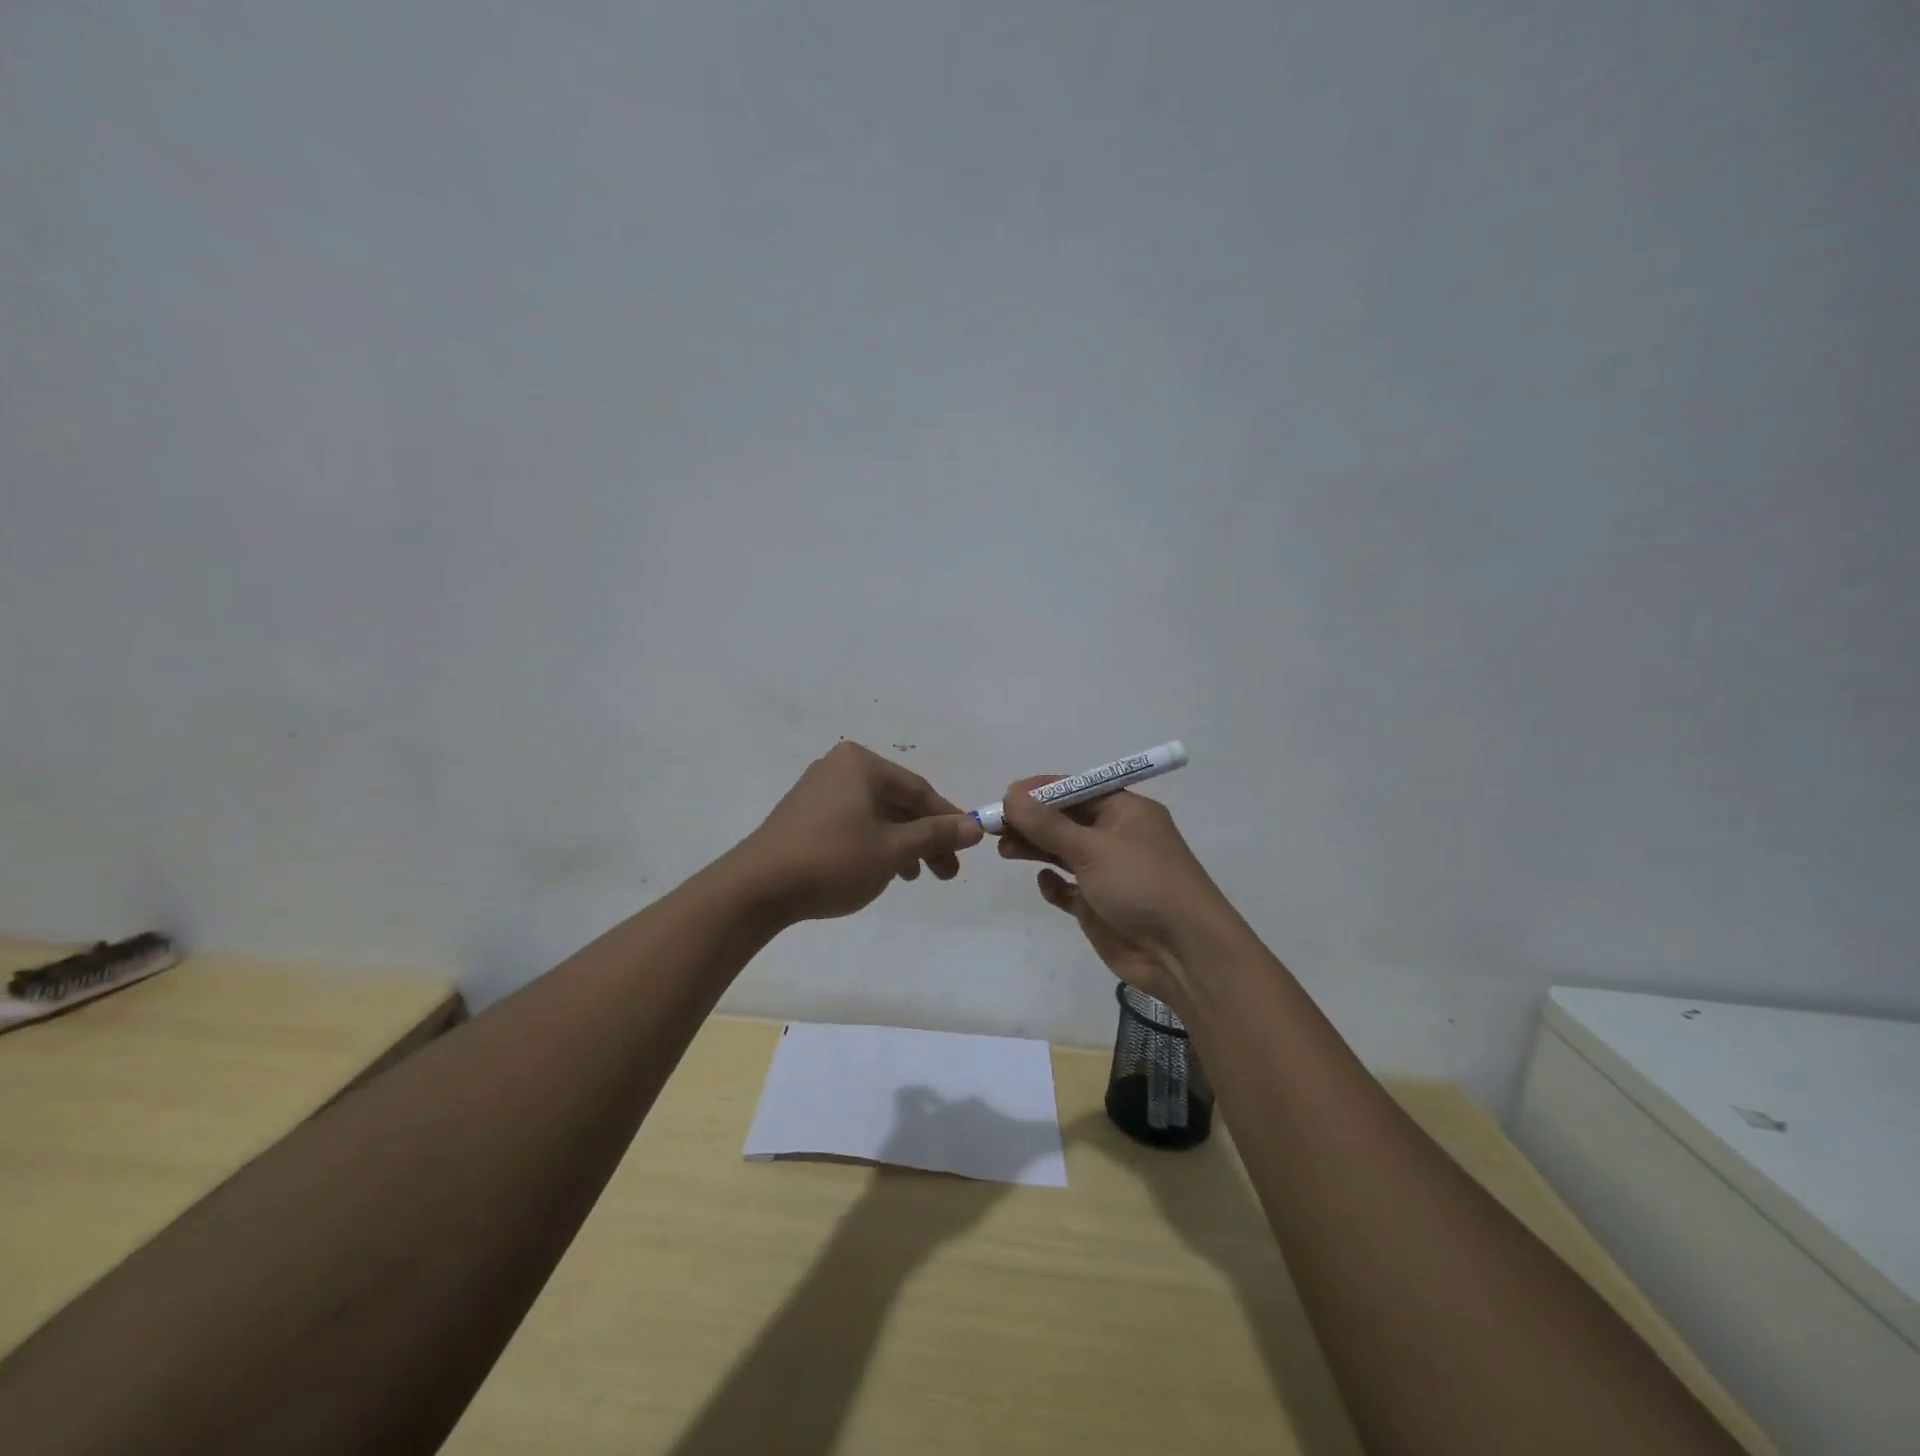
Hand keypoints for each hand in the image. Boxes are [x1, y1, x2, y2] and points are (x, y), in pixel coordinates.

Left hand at [737, 742, 983, 923]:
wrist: (756, 888)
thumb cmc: (832, 861)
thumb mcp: (892, 850)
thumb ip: (935, 835)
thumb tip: (975, 826)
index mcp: (860, 764)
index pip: (918, 790)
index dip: (947, 819)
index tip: (969, 846)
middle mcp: (838, 767)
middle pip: (897, 802)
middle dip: (925, 837)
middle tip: (945, 873)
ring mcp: (817, 790)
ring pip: (876, 815)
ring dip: (901, 844)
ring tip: (915, 877)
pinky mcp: (803, 815)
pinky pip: (852, 823)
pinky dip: (874, 844)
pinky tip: (882, 871)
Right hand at [998, 776, 1239, 1007]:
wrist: (1183, 954)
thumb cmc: (1142, 885)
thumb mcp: (1093, 849)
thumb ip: (1048, 825)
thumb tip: (1011, 796)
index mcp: (1126, 811)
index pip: (1077, 790)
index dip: (1041, 792)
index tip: (1006, 797)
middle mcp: (1118, 837)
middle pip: (1066, 821)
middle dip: (1032, 821)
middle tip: (995, 826)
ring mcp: (1110, 873)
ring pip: (1064, 852)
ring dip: (1036, 849)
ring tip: (1004, 850)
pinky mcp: (1101, 905)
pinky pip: (1070, 888)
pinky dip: (1056, 884)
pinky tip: (1046, 885)